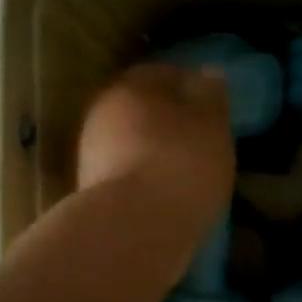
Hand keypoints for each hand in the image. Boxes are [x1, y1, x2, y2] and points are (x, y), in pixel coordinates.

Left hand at [77, 62, 235, 244]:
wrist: (132, 229)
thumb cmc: (181, 164)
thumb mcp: (212, 125)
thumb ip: (211, 96)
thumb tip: (206, 74)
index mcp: (133, 84)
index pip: (164, 72)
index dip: (189, 86)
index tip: (211, 106)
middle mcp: (103, 110)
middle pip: (141, 107)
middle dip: (167, 119)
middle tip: (198, 138)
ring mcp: (90, 151)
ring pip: (128, 140)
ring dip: (152, 149)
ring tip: (183, 169)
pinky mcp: (89, 189)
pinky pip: (123, 171)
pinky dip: (142, 176)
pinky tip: (163, 192)